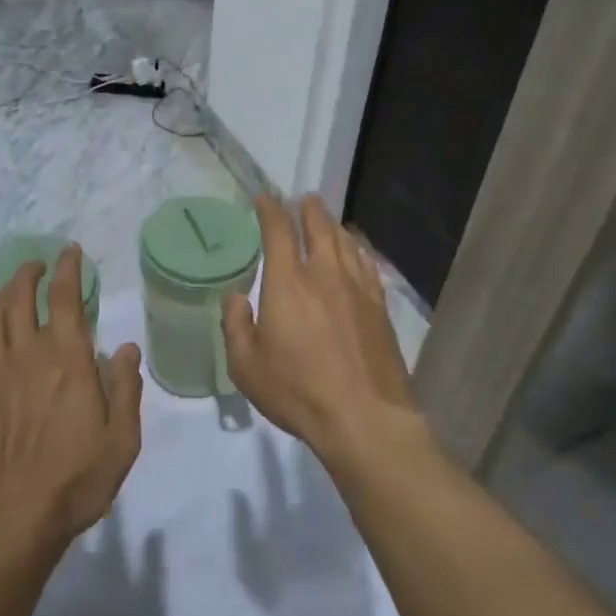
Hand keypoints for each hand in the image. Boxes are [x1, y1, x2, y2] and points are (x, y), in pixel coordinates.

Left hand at [0, 246, 143, 551]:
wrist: (11, 518)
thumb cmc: (75, 480)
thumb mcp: (122, 440)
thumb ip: (126, 389)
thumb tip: (127, 347)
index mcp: (67, 360)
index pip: (65, 298)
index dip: (68, 270)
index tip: (71, 252)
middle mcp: (28, 355)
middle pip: (22, 299)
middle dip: (30, 274)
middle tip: (38, 264)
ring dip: (3, 293)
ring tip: (12, 284)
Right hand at [222, 195, 418, 461]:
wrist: (364, 417)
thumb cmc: (297, 391)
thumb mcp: (246, 366)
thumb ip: (235, 325)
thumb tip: (236, 297)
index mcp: (288, 283)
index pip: (278, 232)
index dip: (269, 210)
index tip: (264, 198)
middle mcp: (325, 275)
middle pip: (319, 228)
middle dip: (308, 209)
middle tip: (303, 200)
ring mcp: (357, 289)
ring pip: (346, 243)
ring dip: (333, 226)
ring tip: (327, 221)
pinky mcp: (379, 307)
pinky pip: (367, 265)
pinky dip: (357, 251)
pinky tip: (356, 254)